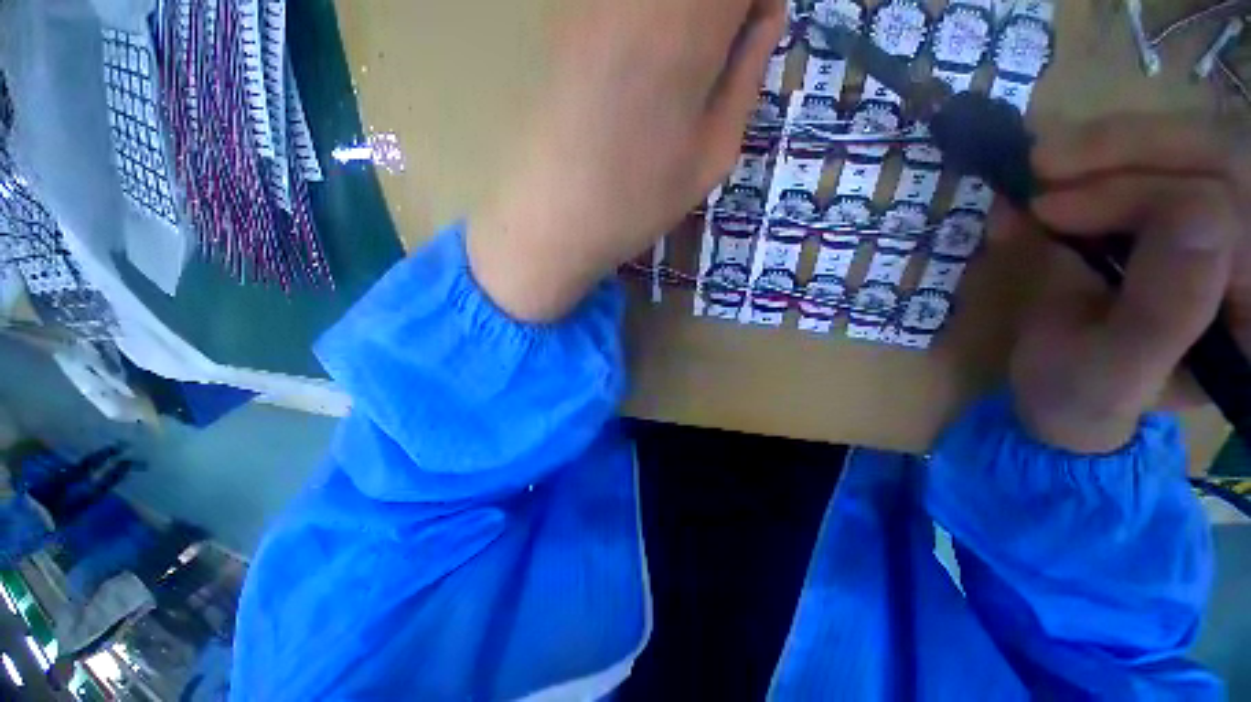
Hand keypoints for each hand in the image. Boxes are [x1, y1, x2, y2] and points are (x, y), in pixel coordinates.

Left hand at [468, 0, 785, 321]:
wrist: (555, 221)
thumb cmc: (639, 201)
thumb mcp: (714, 153)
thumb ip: (748, 74)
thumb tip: (765, 17)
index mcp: (689, 22)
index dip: (754, 2)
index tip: (752, 36)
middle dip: (719, 12)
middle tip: (715, 59)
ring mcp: (591, 1)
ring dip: (681, 21)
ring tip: (672, 75)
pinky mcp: (563, 19)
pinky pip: (617, 10)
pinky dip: (644, 27)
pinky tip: (635, 73)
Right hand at [1011, 116, 1249, 452]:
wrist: (1066, 389)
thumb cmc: (1081, 394)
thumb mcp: (1111, 375)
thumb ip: (1162, 316)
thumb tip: (1192, 212)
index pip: (1231, 217)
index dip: (1141, 196)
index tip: (1049, 212)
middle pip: (1227, 162)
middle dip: (1133, 149)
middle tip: (1046, 163)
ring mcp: (1232, 230)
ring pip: (1202, 145)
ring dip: (1120, 143)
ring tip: (1044, 164)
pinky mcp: (1195, 212)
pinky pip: (1173, 156)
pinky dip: (1111, 153)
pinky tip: (1060, 171)